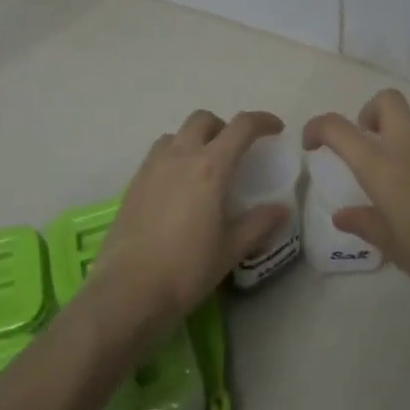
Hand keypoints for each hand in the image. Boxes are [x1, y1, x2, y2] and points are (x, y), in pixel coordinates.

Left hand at [89, 110, 291, 331]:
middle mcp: (180, 156)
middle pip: (203, 120)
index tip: (275, 129)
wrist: (129, 289)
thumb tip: (281, 208)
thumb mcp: (231, 249)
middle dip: (224, 126)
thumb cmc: (187, 269)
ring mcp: (152, 167)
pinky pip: (157, 154)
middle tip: (236, 151)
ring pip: (176, 134)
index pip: (241, 127)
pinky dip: (174, 156)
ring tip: (204, 167)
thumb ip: (258, 223)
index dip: (262, 121)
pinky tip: (178, 187)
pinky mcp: (133, 183)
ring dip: (195, 139)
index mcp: (210, 167)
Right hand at [303, 90, 409, 314]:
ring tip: (403, 166)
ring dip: (402, 130)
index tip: (314, 143)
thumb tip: (343, 215)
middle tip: (368, 142)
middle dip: (370, 113)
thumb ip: (365, 223)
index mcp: (382, 167)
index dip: (318, 127)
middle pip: (386, 100)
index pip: (338, 128)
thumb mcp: (392, 245)